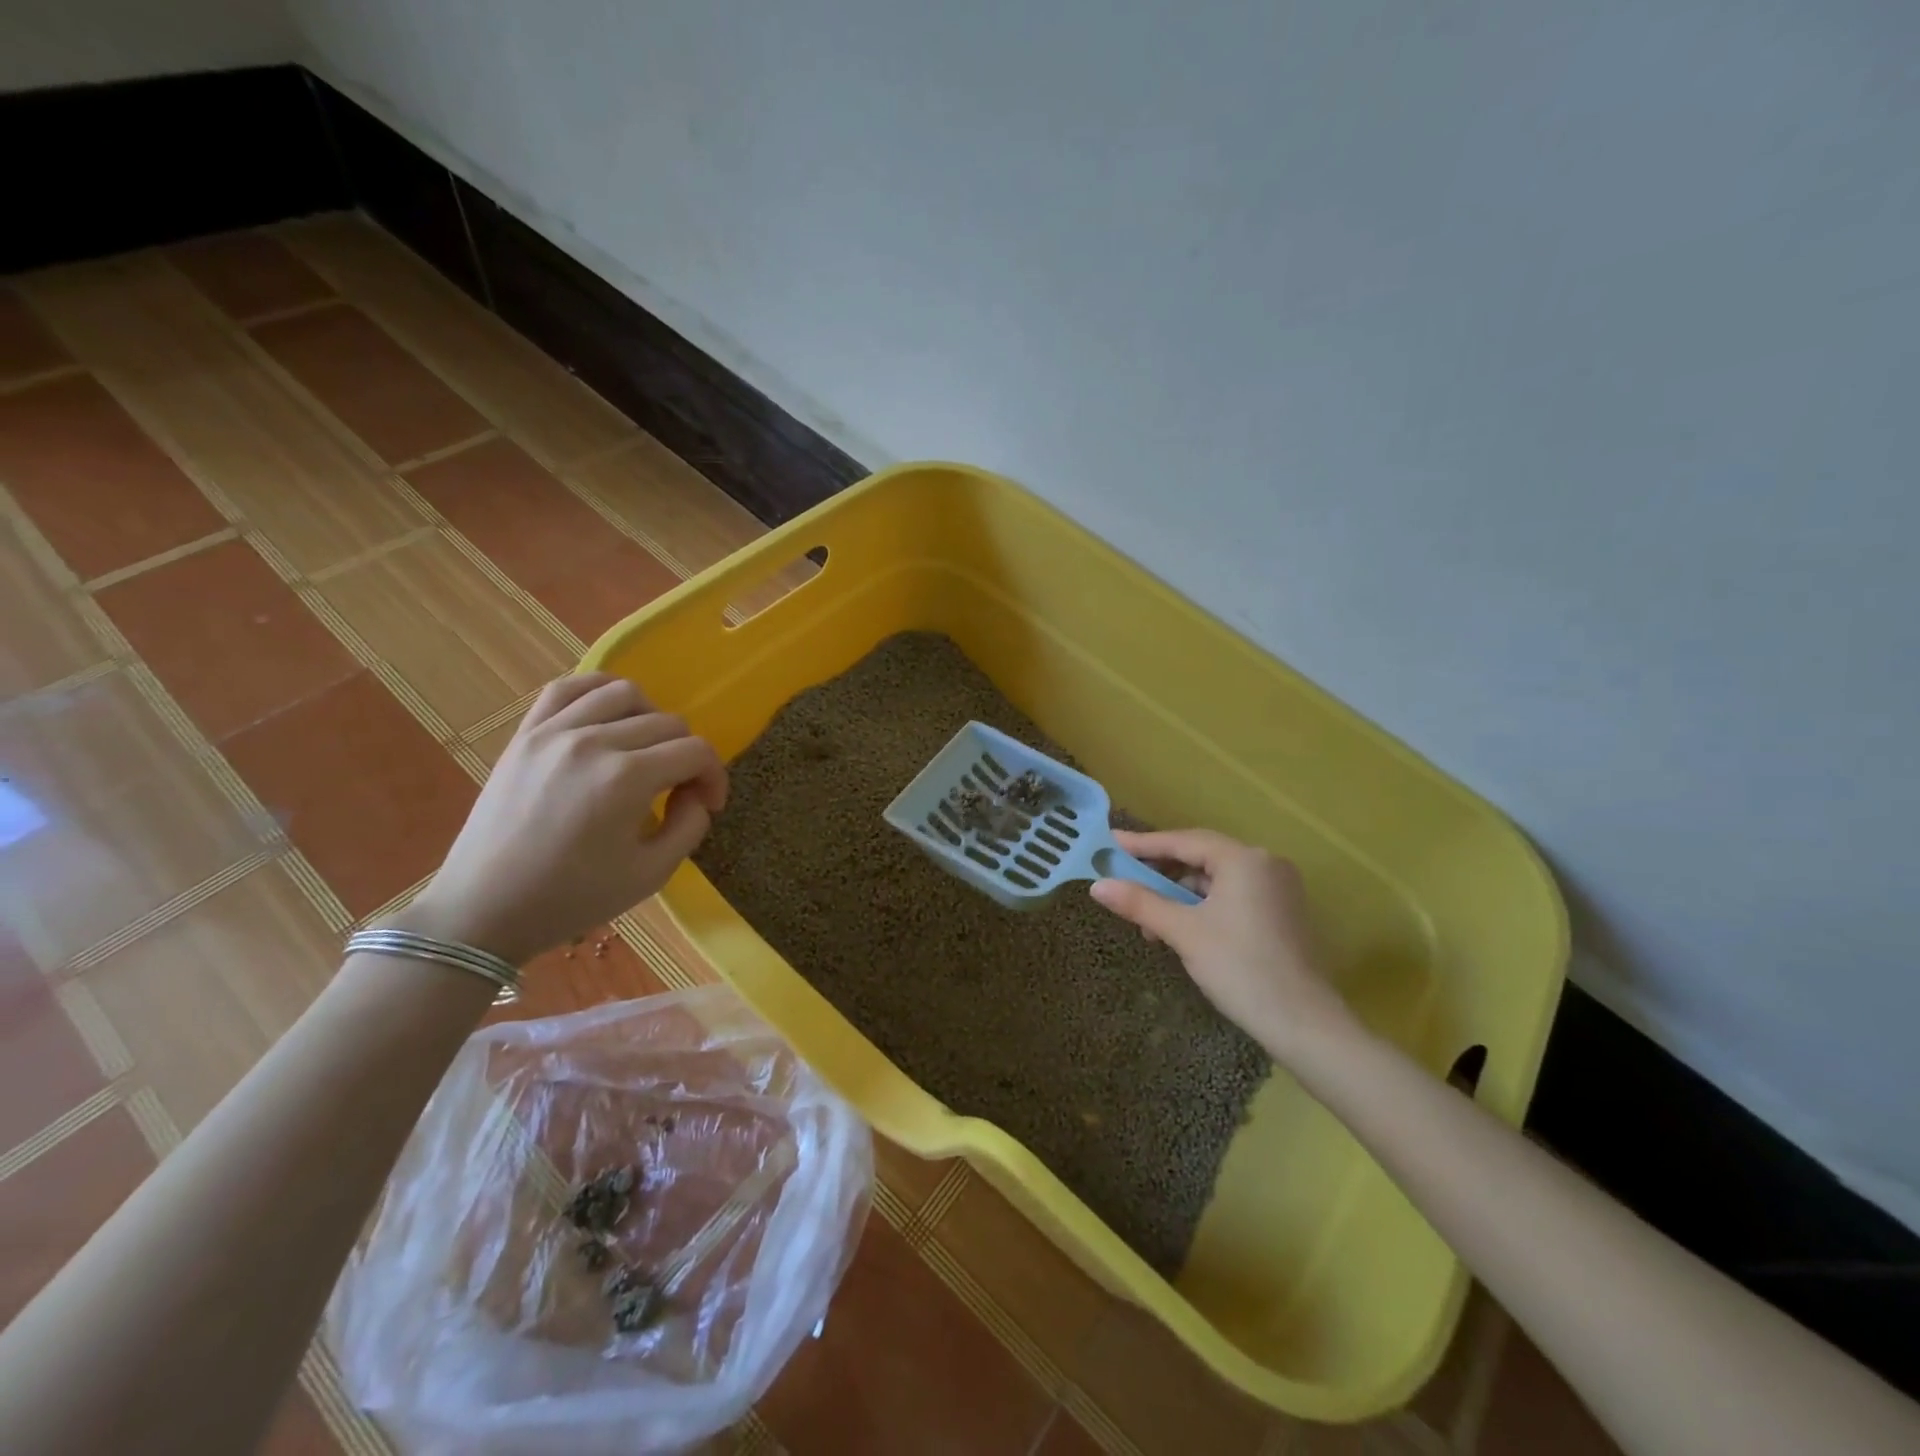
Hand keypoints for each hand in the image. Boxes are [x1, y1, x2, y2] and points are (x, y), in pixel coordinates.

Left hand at [399, 674, 726, 963]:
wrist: (485, 909)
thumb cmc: (572, 898)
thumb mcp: (651, 874)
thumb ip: (690, 826)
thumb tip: (696, 794)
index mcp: (627, 778)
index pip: (696, 751)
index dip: (714, 776)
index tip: (708, 804)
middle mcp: (594, 742)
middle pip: (667, 723)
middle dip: (688, 755)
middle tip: (680, 790)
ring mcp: (553, 732)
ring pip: (624, 693)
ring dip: (651, 718)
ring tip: (646, 749)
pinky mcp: (525, 734)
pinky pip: (568, 688)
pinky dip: (597, 691)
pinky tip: (608, 715)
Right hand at [1090, 829, 1355, 1064]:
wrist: (1303, 1024)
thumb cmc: (1240, 968)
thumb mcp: (1183, 932)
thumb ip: (1140, 903)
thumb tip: (1097, 886)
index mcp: (1244, 859)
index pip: (1184, 841)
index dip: (1144, 844)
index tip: (1111, 843)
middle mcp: (1265, 864)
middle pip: (1201, 857)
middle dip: (1161, 873)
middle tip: (1125, 880)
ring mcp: (1278, 888)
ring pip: (1216, 879)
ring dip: (1181, 895)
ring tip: (1151, 922)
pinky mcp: (1281, 912)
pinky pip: (1232, 895)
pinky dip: (1203, 906)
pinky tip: (1182, 929)